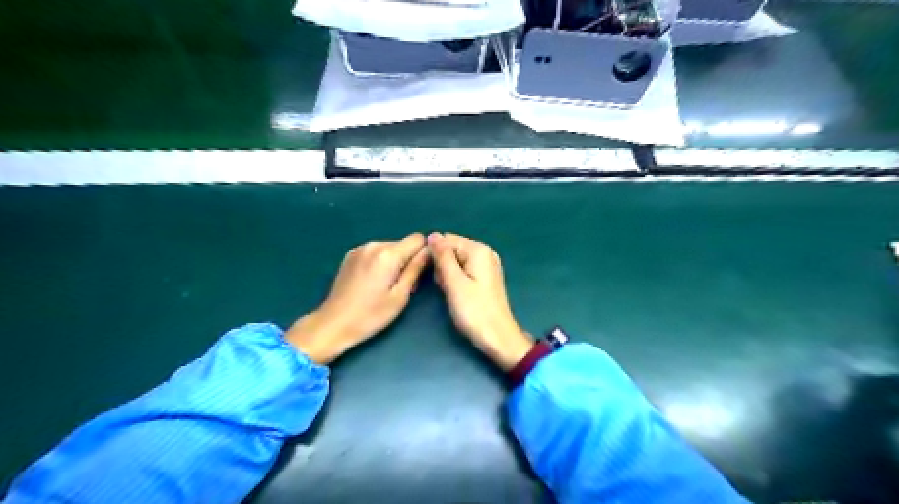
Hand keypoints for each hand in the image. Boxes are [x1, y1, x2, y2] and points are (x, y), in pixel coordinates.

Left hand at [285, 235, 429, 363]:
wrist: (334, 323)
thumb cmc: (371, 315)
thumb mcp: (400, 296)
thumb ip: (416, 269)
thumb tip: (430, 251)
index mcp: (388, 254)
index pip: (418, 239)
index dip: (423, 253)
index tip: (420, 272)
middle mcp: (374, 245)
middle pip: (403, 244)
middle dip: (408, 260)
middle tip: (402, 285)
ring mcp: (360, 249)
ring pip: (389, 248)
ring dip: (393, 262)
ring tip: (385, 285)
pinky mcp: (350, 255)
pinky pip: (375, 252)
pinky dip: (379, 262)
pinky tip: (371, 282)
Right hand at [428, 232, 532, 368]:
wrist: (497, 337)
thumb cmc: (474, 310)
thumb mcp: (454, 282)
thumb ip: (442, 257)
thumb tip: (432, 235)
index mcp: (479, 250)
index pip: (446, 240)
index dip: (434, 255)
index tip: (432, 275)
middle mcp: (485, 253)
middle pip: (452, 250)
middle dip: (442, 266)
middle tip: (445, 287)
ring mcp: (487, 266)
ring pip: (455, 262)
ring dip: (447, 275)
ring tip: (450, 293)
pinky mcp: (485, 278)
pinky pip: (464, 271)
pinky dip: (456, 281)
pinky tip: (456, 294)